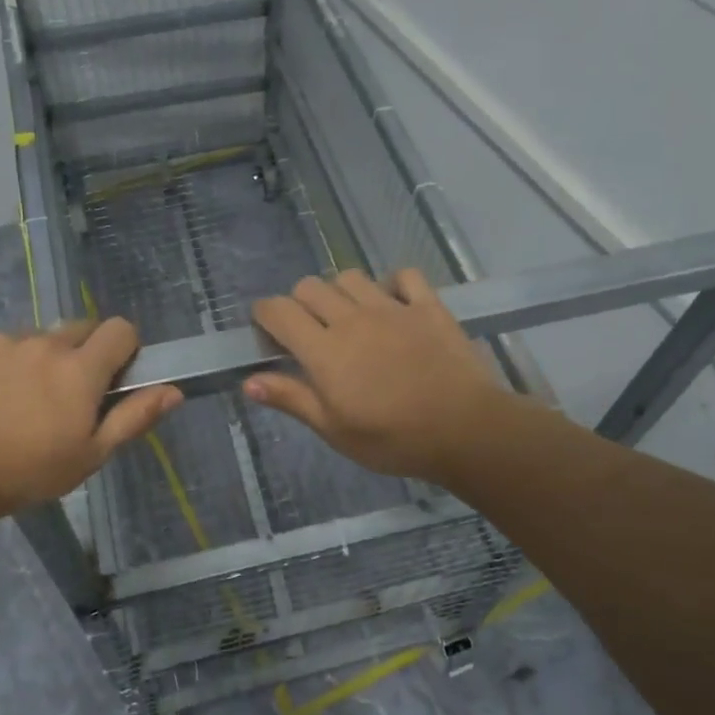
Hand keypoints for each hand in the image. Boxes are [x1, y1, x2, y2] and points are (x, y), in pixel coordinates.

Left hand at [0, 318, 180, 514]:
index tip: (113, 378)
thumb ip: (134, 417)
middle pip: (78, 329)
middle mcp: (44, 343)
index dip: (124, 349)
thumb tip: (174, 390)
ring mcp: (0, 341)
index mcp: (80, 368)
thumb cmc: (28, 471)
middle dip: (81, 354)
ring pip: (34, 338)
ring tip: (17, 400)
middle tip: (65, 395)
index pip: (120, 329)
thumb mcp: (91, 455)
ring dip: (37, 359)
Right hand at [244, 269, 512, 483]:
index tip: (266, 331)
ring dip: (340, 292)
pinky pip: (404, 276)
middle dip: (299, 303)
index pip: (279, 311)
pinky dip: (392, 284)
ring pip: (350, 277)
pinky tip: (393, 304)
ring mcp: (392, 308)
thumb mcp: (335, 430)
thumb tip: (248, 381)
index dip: (264, 314)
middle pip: (310, 287)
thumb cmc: (393, 439)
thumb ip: (292, 399)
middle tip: (309, 333)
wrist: (465, 429)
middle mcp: (351, 318)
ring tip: (348, 318)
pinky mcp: (427, 306)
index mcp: (323, 350)